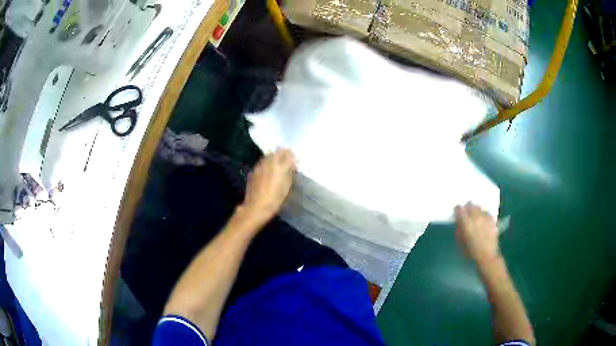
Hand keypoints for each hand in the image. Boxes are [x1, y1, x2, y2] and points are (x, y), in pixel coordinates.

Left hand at [240, 148, 296, 224]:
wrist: (256, 207)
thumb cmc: (275, 199)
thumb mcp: (287, 187)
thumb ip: (290, 173)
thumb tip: (292, 166)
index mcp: (280, 166)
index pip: (288, 153)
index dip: (293, 156)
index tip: (296, 162)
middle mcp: (269, 162)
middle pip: (277, 151)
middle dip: (283, 154)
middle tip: (287, 161)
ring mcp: (260, 165)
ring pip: (269, 155)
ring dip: (274, 157)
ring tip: (278, 166)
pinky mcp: (253, 170)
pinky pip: (262, 162)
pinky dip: (267, 163)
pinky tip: (268, 172)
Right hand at [454, 202, 499, 265]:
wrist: (486, 256)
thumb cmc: (470, 252)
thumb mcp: (460, 242)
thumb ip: (459, 230)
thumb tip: (459, 222)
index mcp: (465, 223)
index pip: (459, 209)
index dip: (457, 209)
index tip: (457, 212)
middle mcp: (475, 217)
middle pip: (470, 204)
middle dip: (467, 207)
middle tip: (466, 212)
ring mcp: (485, 217)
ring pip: (479, 207)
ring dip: (476, 210)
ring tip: (475, 215)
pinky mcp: (492, 220)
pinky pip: (487, 212)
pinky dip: (484, 214)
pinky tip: (483, 219)